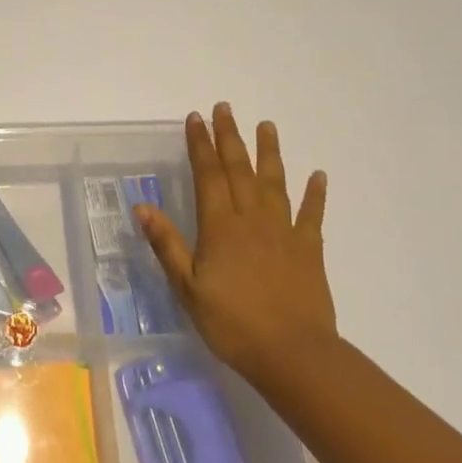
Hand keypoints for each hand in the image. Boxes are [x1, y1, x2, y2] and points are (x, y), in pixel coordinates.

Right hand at [135, 104, 336, 382]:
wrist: (292, 353)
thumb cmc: (231, 323)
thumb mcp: (187, 287)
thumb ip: (166, 244)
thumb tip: (142, 206)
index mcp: (220, 226)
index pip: (208, 175)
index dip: (201, 145)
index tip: (196, 119)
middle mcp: (252, 219)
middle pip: (240, 170)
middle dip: (230, 137)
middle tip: (225, 109)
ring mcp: (284, 232)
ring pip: (275, 183)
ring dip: (270, 153)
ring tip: (267, 126)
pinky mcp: (309, 250)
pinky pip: (312, 215)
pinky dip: (315, 194)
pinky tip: (318, 175)